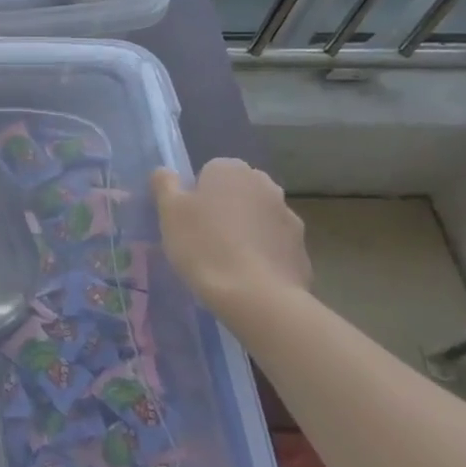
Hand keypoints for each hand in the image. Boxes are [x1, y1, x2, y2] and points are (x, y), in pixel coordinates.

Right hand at [151, 158, 310, 311]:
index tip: (187, 220)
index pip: (208, 171)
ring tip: (226, 262)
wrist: (256, 296)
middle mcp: (265, 184)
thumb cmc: (204, 246)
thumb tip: (164, 171)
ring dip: (245, 230)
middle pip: (236, 192)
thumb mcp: (169, 213)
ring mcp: (288, 216)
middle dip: (223, 209)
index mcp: (231, 170)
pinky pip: (274, 245)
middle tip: (203, 239)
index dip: (195, 195)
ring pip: (257, 218)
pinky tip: (248, 277)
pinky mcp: (301, 247)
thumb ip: (164, 185)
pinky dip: (262, 254)